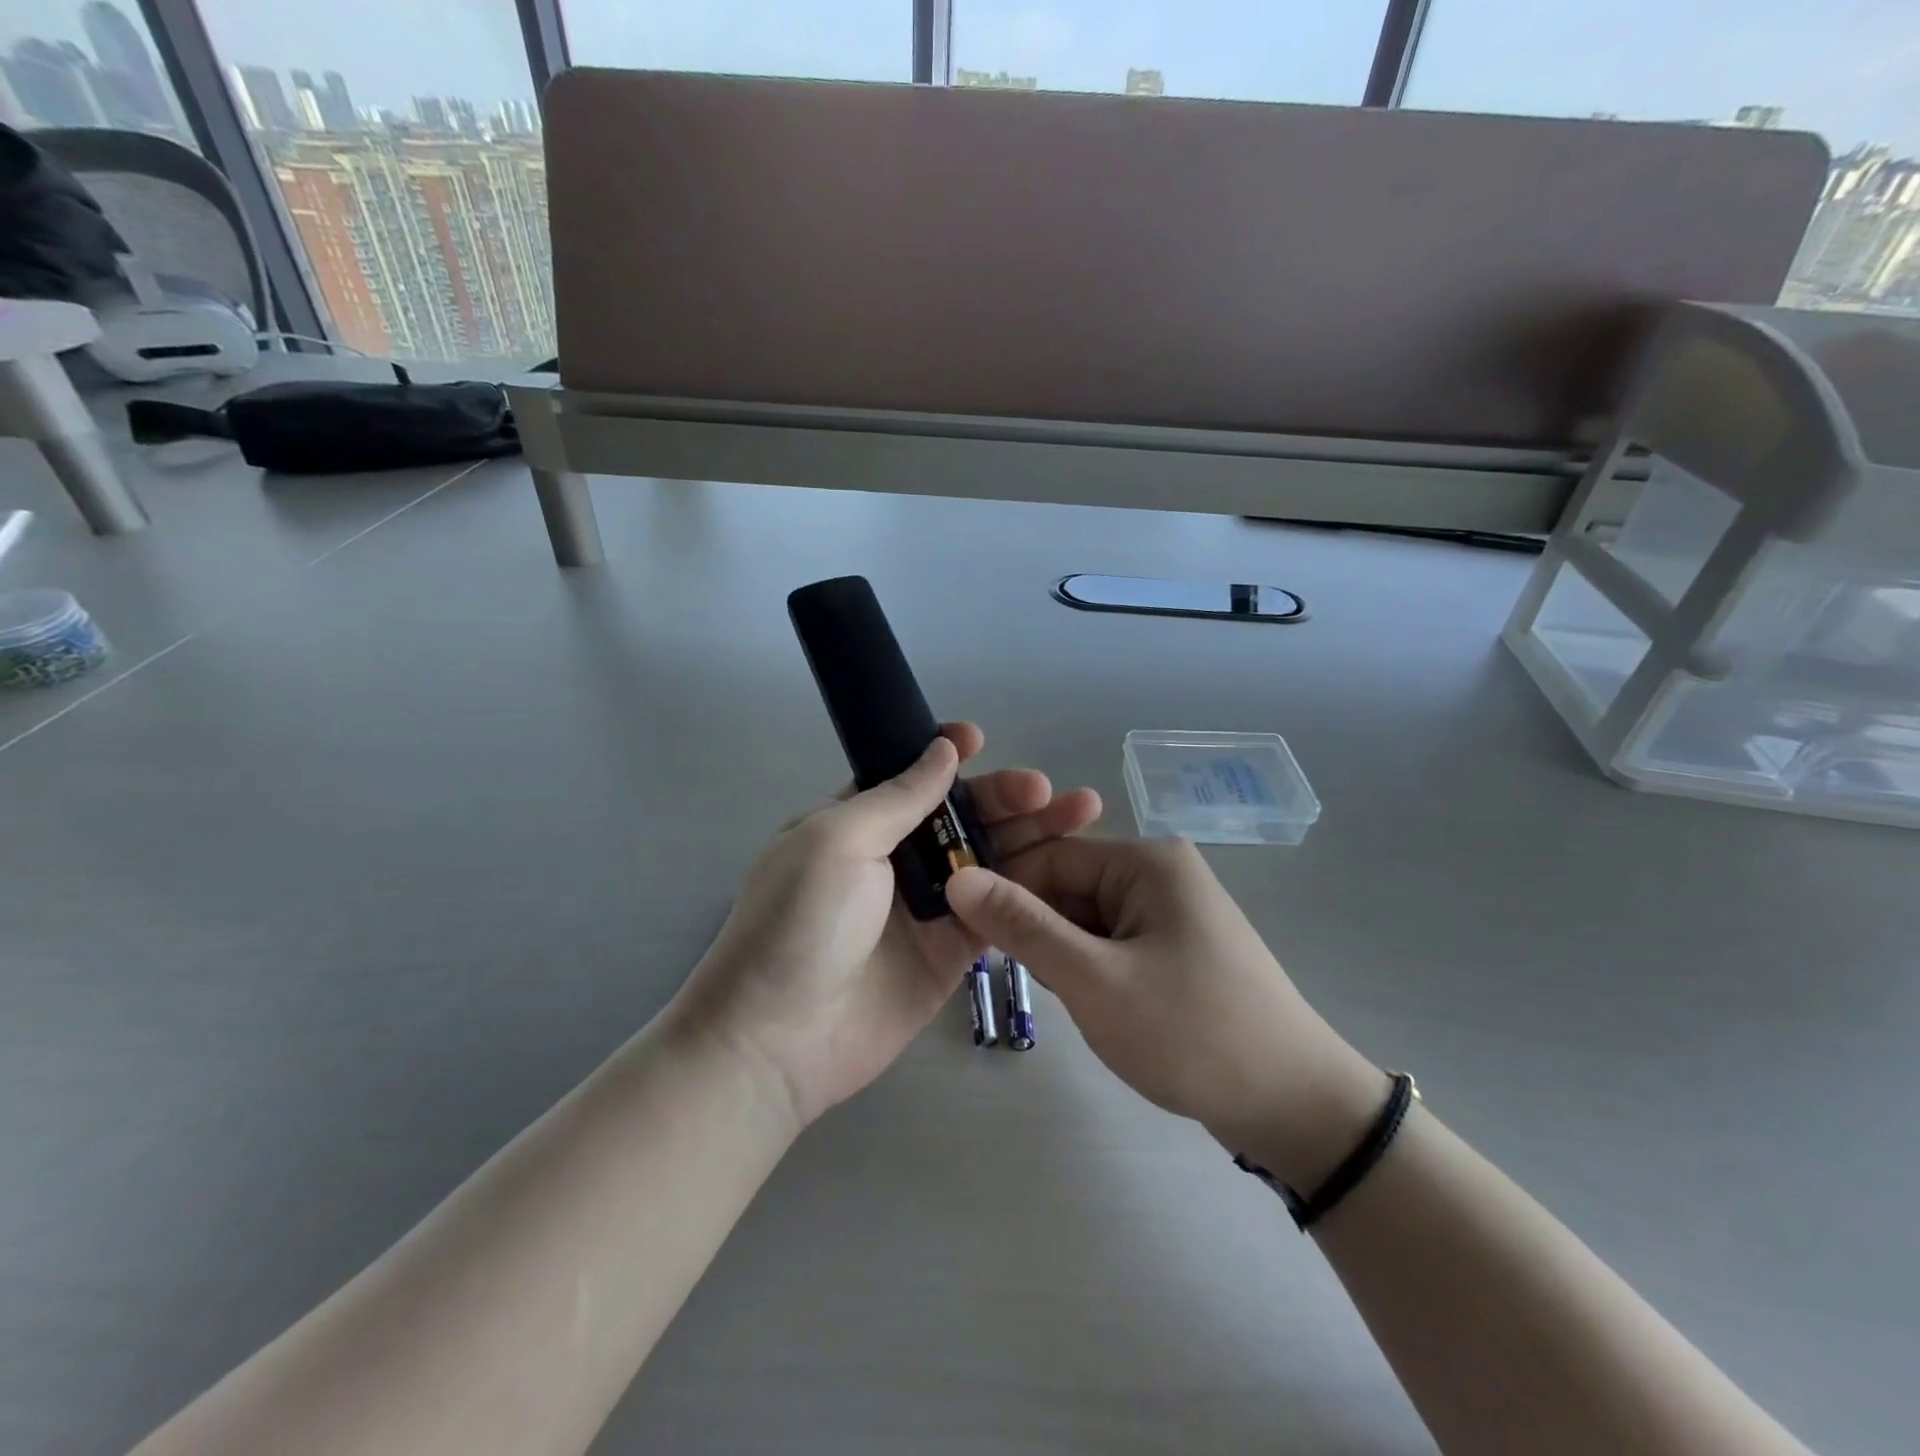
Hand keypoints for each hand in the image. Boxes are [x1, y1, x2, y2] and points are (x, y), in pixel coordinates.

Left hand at [670, 723, 1101, 1128]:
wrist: (778, 1041)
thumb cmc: (799, 923)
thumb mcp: (838, 841)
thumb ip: (898, 797)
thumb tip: (943, 750)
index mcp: (857, 822)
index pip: (909, 776)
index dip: (945, 756)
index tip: (981, 740)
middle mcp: (895, 858)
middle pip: (961, 816)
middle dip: (1004, 796)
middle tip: (1046, 790)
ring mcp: (926, 906)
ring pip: (988, 859)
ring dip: (1031, 835)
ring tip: (1080, 813)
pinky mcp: (952, 951)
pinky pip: (998, 910)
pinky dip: (1030, 889)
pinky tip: (1068, 869)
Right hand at [944, 838, 1384, 1190]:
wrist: (1296, 1107)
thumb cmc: (1192, 1033)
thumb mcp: (1095, 980)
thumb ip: (1023, 926)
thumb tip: (956, 877)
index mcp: (1145, 861)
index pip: (1049, 857)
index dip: (1004, 893)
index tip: (970, 938)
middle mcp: (1158, 873)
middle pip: (1067, 887)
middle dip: (1041, 933)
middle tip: (1035, 984)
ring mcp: (1169, 911)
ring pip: (1084, 919)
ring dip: (1066, 958)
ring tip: (1079, 1004)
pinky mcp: (1174, 947)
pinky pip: (1110, 943)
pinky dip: (1092, 971)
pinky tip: (1100, 1008)